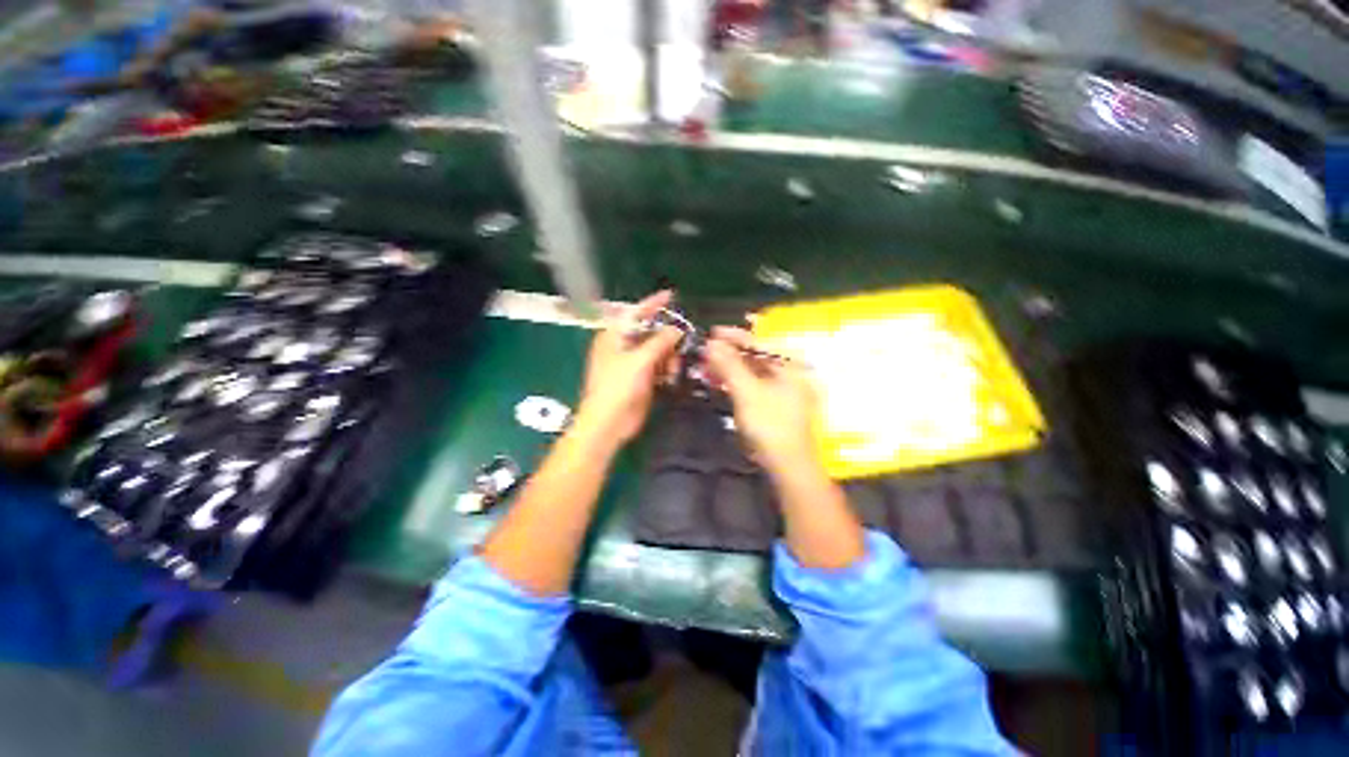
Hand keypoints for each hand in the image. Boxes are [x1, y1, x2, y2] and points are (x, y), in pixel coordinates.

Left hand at [574, 291, 681, 449]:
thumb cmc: (618, 388)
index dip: (653, 303)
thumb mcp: (640, 361)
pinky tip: (670, 376)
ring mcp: (632, 363)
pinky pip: (658, 366)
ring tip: (673, 368)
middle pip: (650, 332)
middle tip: (684, 340)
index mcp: (614, 336)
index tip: (672, 294)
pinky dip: (666, 369)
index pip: (636, 312)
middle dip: (667, 337)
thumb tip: (677, 329)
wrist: (609, 423)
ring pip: (657, 350)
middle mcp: (623, 346)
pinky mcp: (640, 379)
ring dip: (668, 356)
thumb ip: (660, 342)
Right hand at [704, 327, 819, 477]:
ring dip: (729, 368)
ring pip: (752, 371)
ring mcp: (782, 390)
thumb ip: (729, 365)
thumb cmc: (770, 425)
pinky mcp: (774, 404)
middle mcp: (789, 373)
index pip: (760, 342)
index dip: (734, 336)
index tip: (712, 332)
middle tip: (705, 352)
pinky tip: (719, 381)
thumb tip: (711, 343)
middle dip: (728, 353)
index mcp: (790, 366)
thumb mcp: (747, 392)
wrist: (788, 465)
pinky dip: (735, 382)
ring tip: (707, 366)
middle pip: (755, 356)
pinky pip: (752, 385)